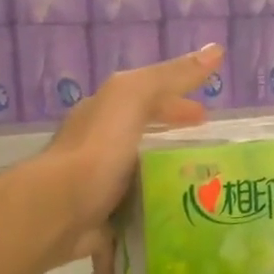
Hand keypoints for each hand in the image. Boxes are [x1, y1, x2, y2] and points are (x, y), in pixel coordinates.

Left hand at [39, 44, 221, 273]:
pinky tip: (180, 222)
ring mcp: (98, 186)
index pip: (145, 100)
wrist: (58, 211)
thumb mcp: (133, 98)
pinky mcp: (101, 221)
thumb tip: (216, 50)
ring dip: (168, 181)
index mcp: (103, 115)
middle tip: (210, 154)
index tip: (207, 116)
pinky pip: (135, 216)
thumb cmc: (97, 150)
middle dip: (173, 141)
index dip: (177, 103)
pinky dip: (154, 217)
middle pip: (143, 139)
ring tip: (206, 190)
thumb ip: (170, 77)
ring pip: (141, 178)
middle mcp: (98, 147)